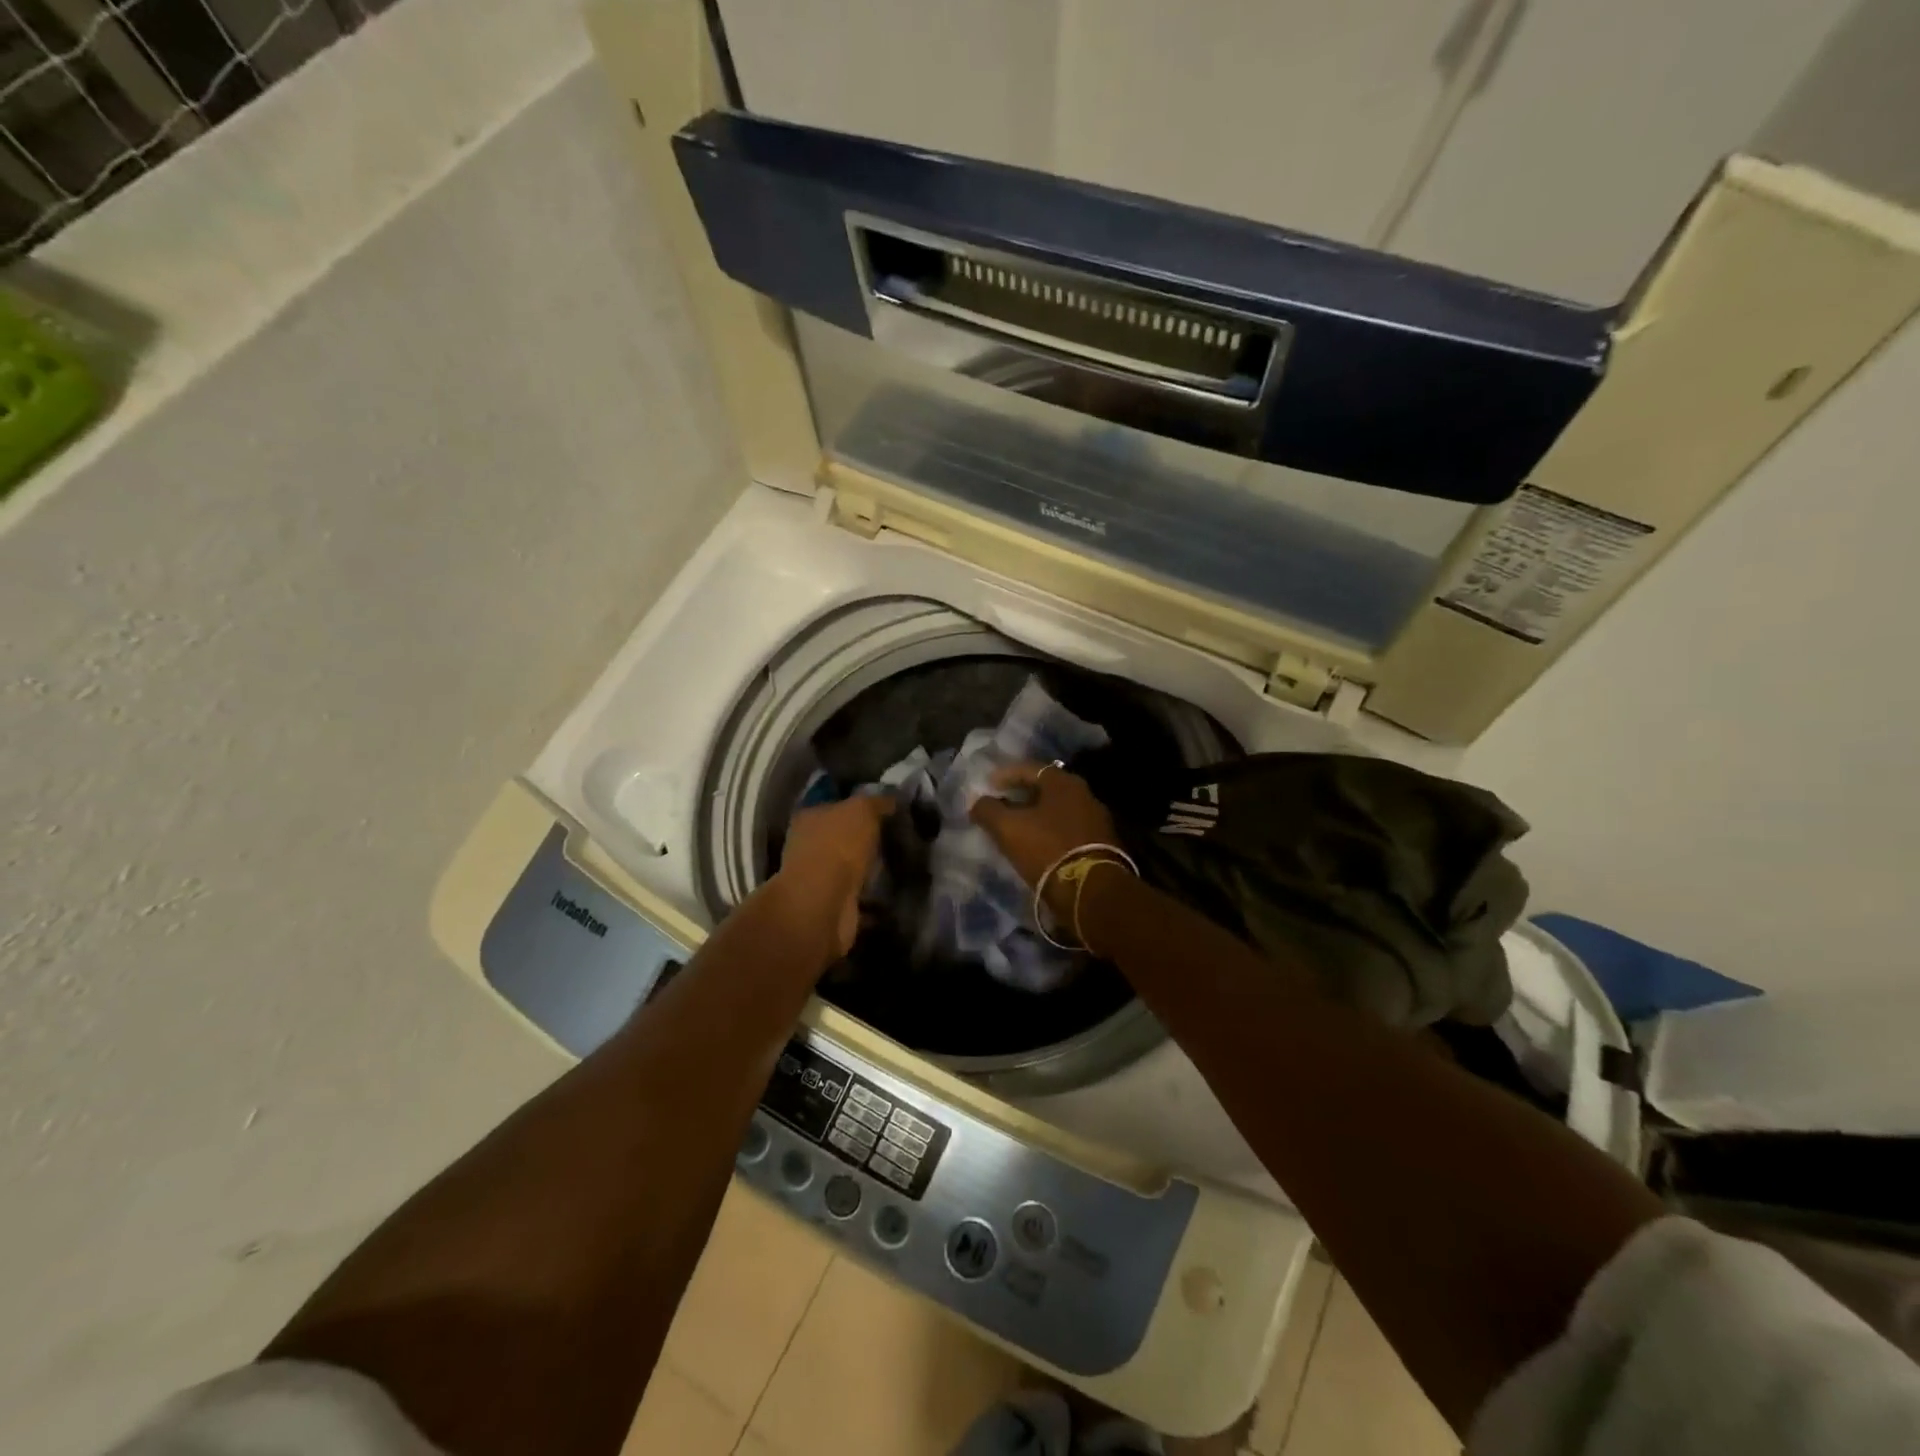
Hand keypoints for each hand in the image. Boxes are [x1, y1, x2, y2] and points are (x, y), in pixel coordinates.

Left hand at [776, 794, 893, 956]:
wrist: (823, 903)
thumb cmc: (838, 845)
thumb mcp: (862, 809)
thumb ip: (877, 802)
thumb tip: (891, 799)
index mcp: (810, 817)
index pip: (836, 805)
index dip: (860, 806)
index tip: (888, 811)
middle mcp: (809, 846)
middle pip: (842, 838)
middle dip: (866, 840)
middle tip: (898, 838)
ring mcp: (818, 879)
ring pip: (850, 869)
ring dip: (870, 870)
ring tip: (900, 866)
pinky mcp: (832, 907)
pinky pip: (858, 897)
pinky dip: (873, 899)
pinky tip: (894, 894)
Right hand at [969, 762, 1118, 914]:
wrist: (1093, 891)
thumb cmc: (1048, 849)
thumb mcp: (1009, 829)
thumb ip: (988, 810)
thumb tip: (977, 802)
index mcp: (1064, 783)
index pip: (1029, 768)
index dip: (1005, 775)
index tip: (987, 785)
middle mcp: (1085, 795)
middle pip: (1045, 790)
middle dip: (1020, 796)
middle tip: (1000, 806)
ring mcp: (1096, 821)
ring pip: (1057, 811)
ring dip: (1035, 817)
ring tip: (1015, 829)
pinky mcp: (1101, 845)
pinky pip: (1067, 831)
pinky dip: (1049, 833)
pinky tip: (1036, 846)